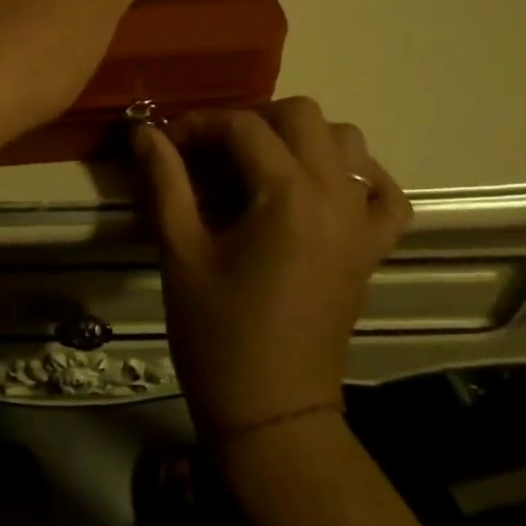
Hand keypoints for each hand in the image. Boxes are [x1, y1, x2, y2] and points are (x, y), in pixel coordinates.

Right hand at [133, 99, 411, 434]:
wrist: (272, 410)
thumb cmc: (218, 333)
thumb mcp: (180, 252)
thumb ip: (164, 181)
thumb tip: (144, 131)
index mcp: (289, 196)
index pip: (243, 127)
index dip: (197, 125)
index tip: (165, 143)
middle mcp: (336, 196)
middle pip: (301, 115)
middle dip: (250, 121)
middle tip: (209, 152)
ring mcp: (362, 222)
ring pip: (345, 141)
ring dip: (299, 138)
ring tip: (258, 167)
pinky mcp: (372, 247)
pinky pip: (382, 190)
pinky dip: (354, 174)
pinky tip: (319, 187)